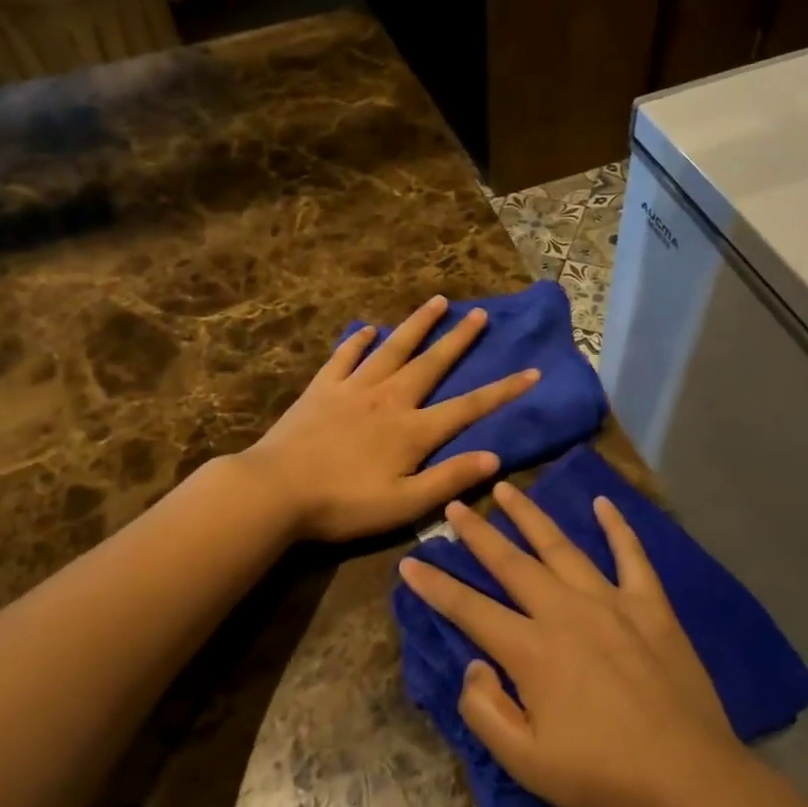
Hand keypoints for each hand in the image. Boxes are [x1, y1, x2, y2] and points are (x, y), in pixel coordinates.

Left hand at [240, 295, 540, 541]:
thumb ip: (450, 479)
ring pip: (393, 348)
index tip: (532, 372)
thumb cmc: (343, 504)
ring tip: (437, 301)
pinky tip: (368, 328)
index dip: (503, 391)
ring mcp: (353, 389)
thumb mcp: (404, 504)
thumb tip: (494, 456)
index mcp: (413, 430)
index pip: (469, 406)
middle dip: (460, 339)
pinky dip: (358, 341)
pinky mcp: (322, 389)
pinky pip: (345, 356)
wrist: (275, 491)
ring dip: (417, 325)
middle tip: (481, 314)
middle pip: (432, 363)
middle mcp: (389, 399)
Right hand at [398, 482, 742, 806]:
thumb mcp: (526, 761)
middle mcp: (565, 611)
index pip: (469, 608)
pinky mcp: (651, 605)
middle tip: (456, 505)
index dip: (435, 585)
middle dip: (478, 533)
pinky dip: (617, 527)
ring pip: (561, 547)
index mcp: (531, 650)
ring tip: (507, 489)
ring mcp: (611, 602)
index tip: (409, 561)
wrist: (689, 778)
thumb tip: (475, 665)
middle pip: (511, 563)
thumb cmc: (602, 775)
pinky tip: (604, 503)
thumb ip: (485, 710)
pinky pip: (631, 555)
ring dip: (530, 515)